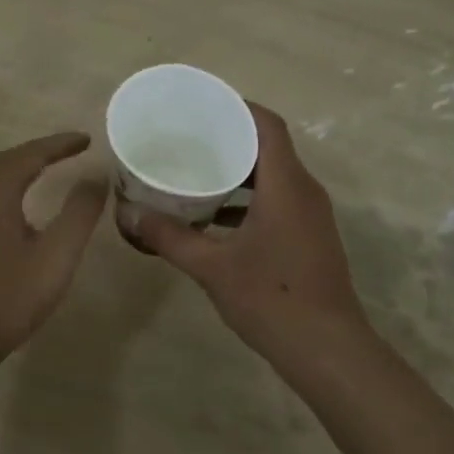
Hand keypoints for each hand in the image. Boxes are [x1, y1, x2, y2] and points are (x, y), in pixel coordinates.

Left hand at [0, 132, 107, 373]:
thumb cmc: (6, 298)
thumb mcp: (55, 256)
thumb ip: (79, 213)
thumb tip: (96, 176)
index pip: (32, 153)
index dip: (61, 144)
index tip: (87, 139)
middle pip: (9, 160)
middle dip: (42, 151)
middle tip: (73, 149)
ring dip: (24, 168)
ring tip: (53, 169)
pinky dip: (10, 188)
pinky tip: (23, 207)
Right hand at [132, 104, 369, 361]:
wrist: (326, 349)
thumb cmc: (271, 299)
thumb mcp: (212, 267)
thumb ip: (169, 238)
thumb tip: (127, 214)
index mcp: (286, 185)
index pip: (267, 125)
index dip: (237, 107)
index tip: (202, 105)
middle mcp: (304, 192)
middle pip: (269, 148)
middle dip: (230, 140)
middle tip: (189, 139)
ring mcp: (311, 217)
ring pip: (273, 178)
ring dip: (239, 173)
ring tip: (196, 173)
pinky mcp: (309, 238)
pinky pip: (278, 202)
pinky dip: (248, 201)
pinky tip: (215, 219)